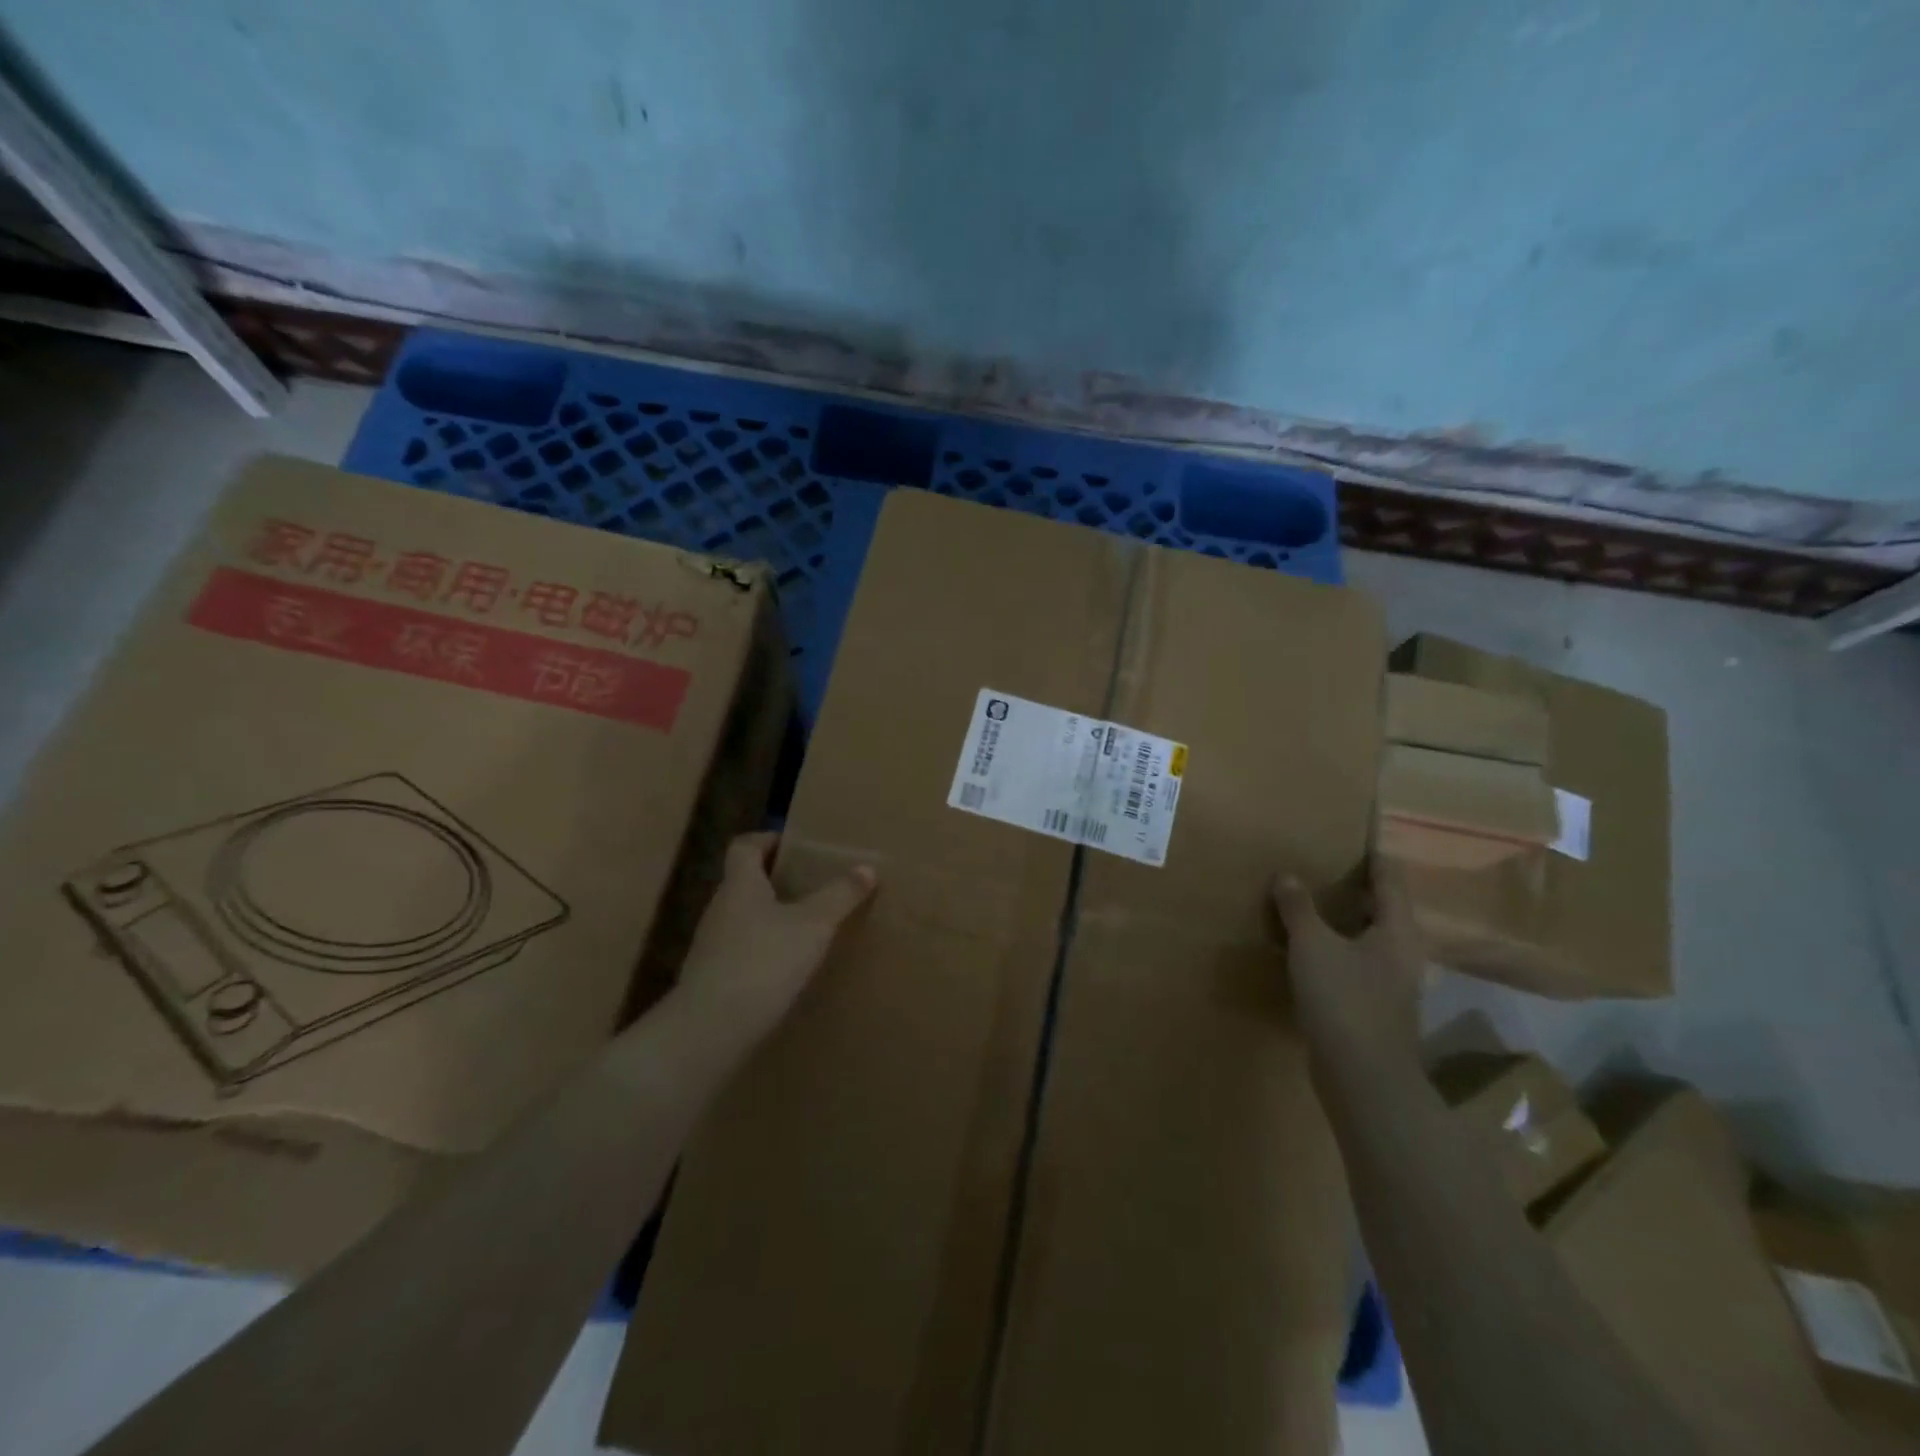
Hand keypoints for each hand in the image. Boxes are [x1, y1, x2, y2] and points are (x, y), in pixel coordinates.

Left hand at [675, 832, 876, 1045]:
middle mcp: (720, 908)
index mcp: (740, 885)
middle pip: (743, 882)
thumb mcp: (813, 925)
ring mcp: (710, 945)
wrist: (710, 1029)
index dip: (766, 839)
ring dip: (768, 918)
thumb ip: (840, 896)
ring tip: (803, 929)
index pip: (744, 846)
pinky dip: (760, 951)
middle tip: (809, 886)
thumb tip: (867, 867)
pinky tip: (783, 969)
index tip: (791, 845)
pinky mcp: (710, 978)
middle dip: (774, 881)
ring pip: (741, 918)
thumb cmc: (764, 961)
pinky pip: (738, 951)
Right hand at [1270, 856, 1423, 1070]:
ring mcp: (1391, 982)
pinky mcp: (1374, 1006)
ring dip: (1342, 919)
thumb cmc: (1344, 999)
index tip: (1356, 835)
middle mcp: (1403, 952)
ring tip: (1308, 903)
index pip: (1390, 877)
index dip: (1374, 855)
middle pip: (1383, 907)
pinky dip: (1335, 948)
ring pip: (1367, 937)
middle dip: (1355, 886)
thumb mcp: (1312, 945)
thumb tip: (1287, 875)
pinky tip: (1307, 949)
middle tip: (1321, 865)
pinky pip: (1355, 962)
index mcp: (1398, 930)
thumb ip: (1299, 907)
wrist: (1363, 1077)